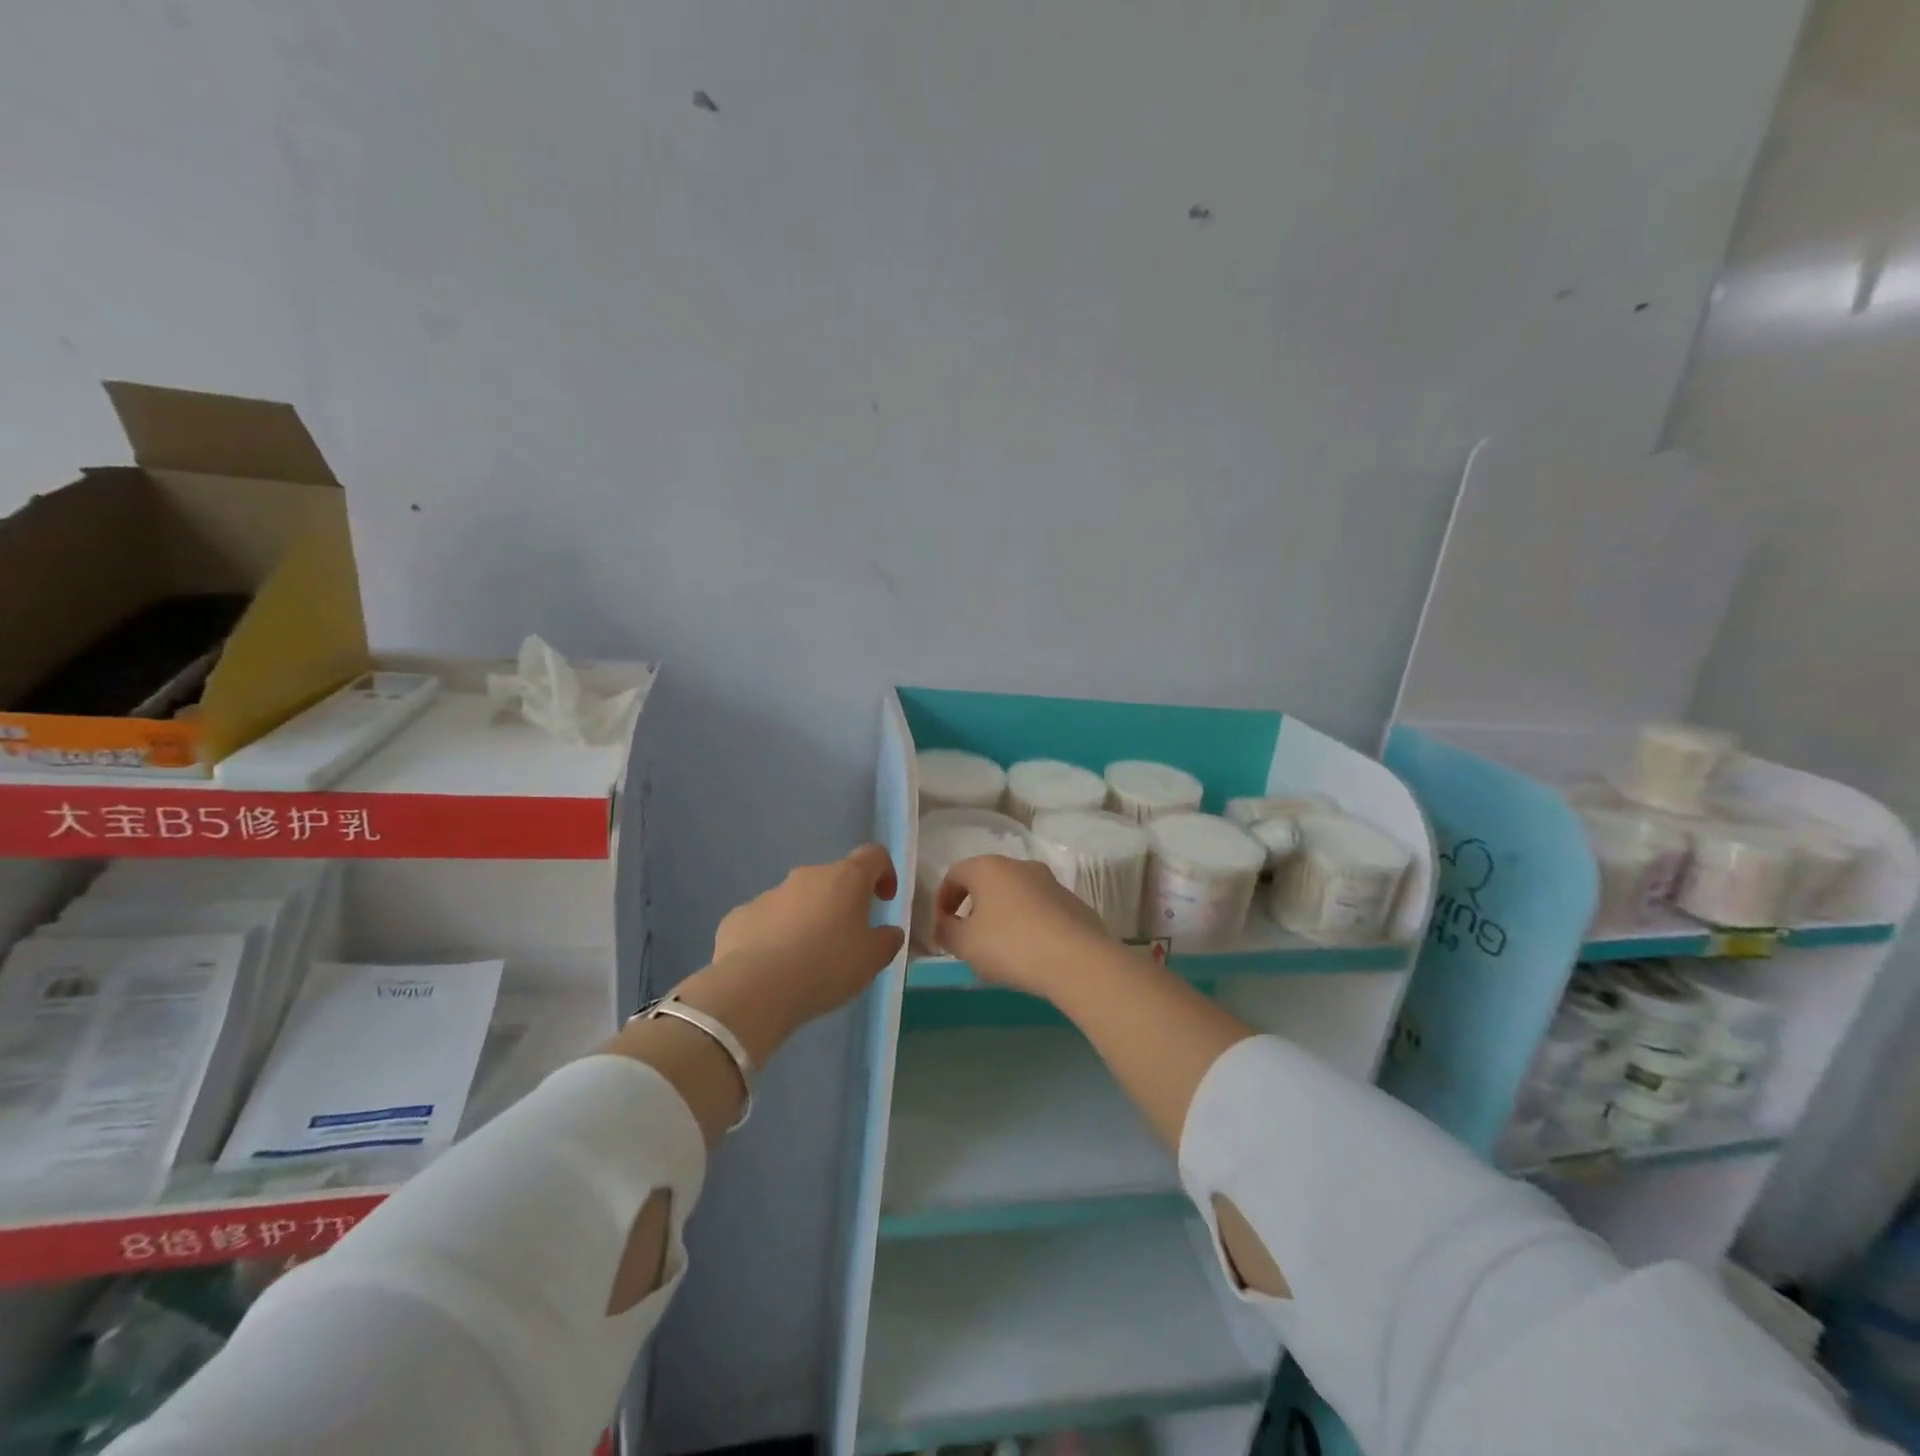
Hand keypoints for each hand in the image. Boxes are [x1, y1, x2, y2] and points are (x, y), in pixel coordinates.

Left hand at [685, 844, 905, 1059]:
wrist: (754, 989)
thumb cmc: (826, 967)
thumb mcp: (872, 960)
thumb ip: (887, 941)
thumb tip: (889, 932)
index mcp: (845, 878)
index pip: (873, 855)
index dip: (884, 872)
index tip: (884, 900)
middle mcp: (807, 876)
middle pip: (833, 879)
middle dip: (842, 903)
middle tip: (846, 940)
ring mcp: (770, 894)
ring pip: (798, 900)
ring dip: (808, 920)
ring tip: (808, 961)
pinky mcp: (740, 916)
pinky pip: (767, 921)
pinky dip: (776, 936)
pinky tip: (775, 968)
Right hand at [934, 855, 1115, 998]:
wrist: (1077, 960)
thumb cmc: (1011, 945)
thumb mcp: (965, 944)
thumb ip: (947, 932)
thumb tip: (944, 925)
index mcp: (989, 868)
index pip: (955, 874)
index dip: (942, 901)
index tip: (941, 928)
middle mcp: (1020, 866)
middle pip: (986, 882)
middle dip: (973, 908)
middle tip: (968, 939)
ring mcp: (1050, 882)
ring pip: (1015, 895)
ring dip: (1002, 916)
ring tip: (999, 951)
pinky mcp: (1072, 902)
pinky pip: (1039, 910)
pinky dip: (1028, 925)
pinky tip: (1030, 954)